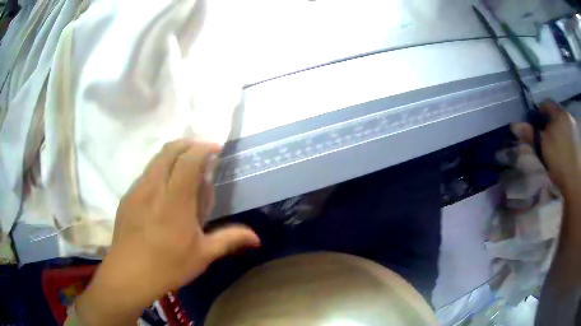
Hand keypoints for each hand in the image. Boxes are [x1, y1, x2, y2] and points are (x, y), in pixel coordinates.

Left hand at [76, 140, 260, 325]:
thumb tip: (256, 238)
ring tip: (184, 170)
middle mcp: (154, 187)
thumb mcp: (203, 255)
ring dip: (173, 155)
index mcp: (175, 199)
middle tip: (202, 153)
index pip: (188, 159)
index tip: (216, 149)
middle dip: (188, 144)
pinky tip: (164, 191)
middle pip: (169, 149)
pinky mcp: (127, 197)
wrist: (129, 274)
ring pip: (155, 159)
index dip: (203, 147)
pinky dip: (160, 170)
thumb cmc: (168, 265)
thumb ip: (230, 239)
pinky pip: (146, 174)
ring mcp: (137, 190)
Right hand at [512, 100, 580, 196]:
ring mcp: (574, 128)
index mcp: (559, 114)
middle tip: (545, 139)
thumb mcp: (544, 149)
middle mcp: (568, 116)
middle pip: (555, 115)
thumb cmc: (560, 162)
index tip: (534, 126)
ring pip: (562, 125)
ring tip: (555, 148)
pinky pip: (569, 134)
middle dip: (549, 124)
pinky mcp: (578, 141)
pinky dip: (565, 140)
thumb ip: (531, 135)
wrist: (576, 182)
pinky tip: (564, 152)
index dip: (538, 113)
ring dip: (558, 132)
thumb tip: (514, 126)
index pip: (546, 105)